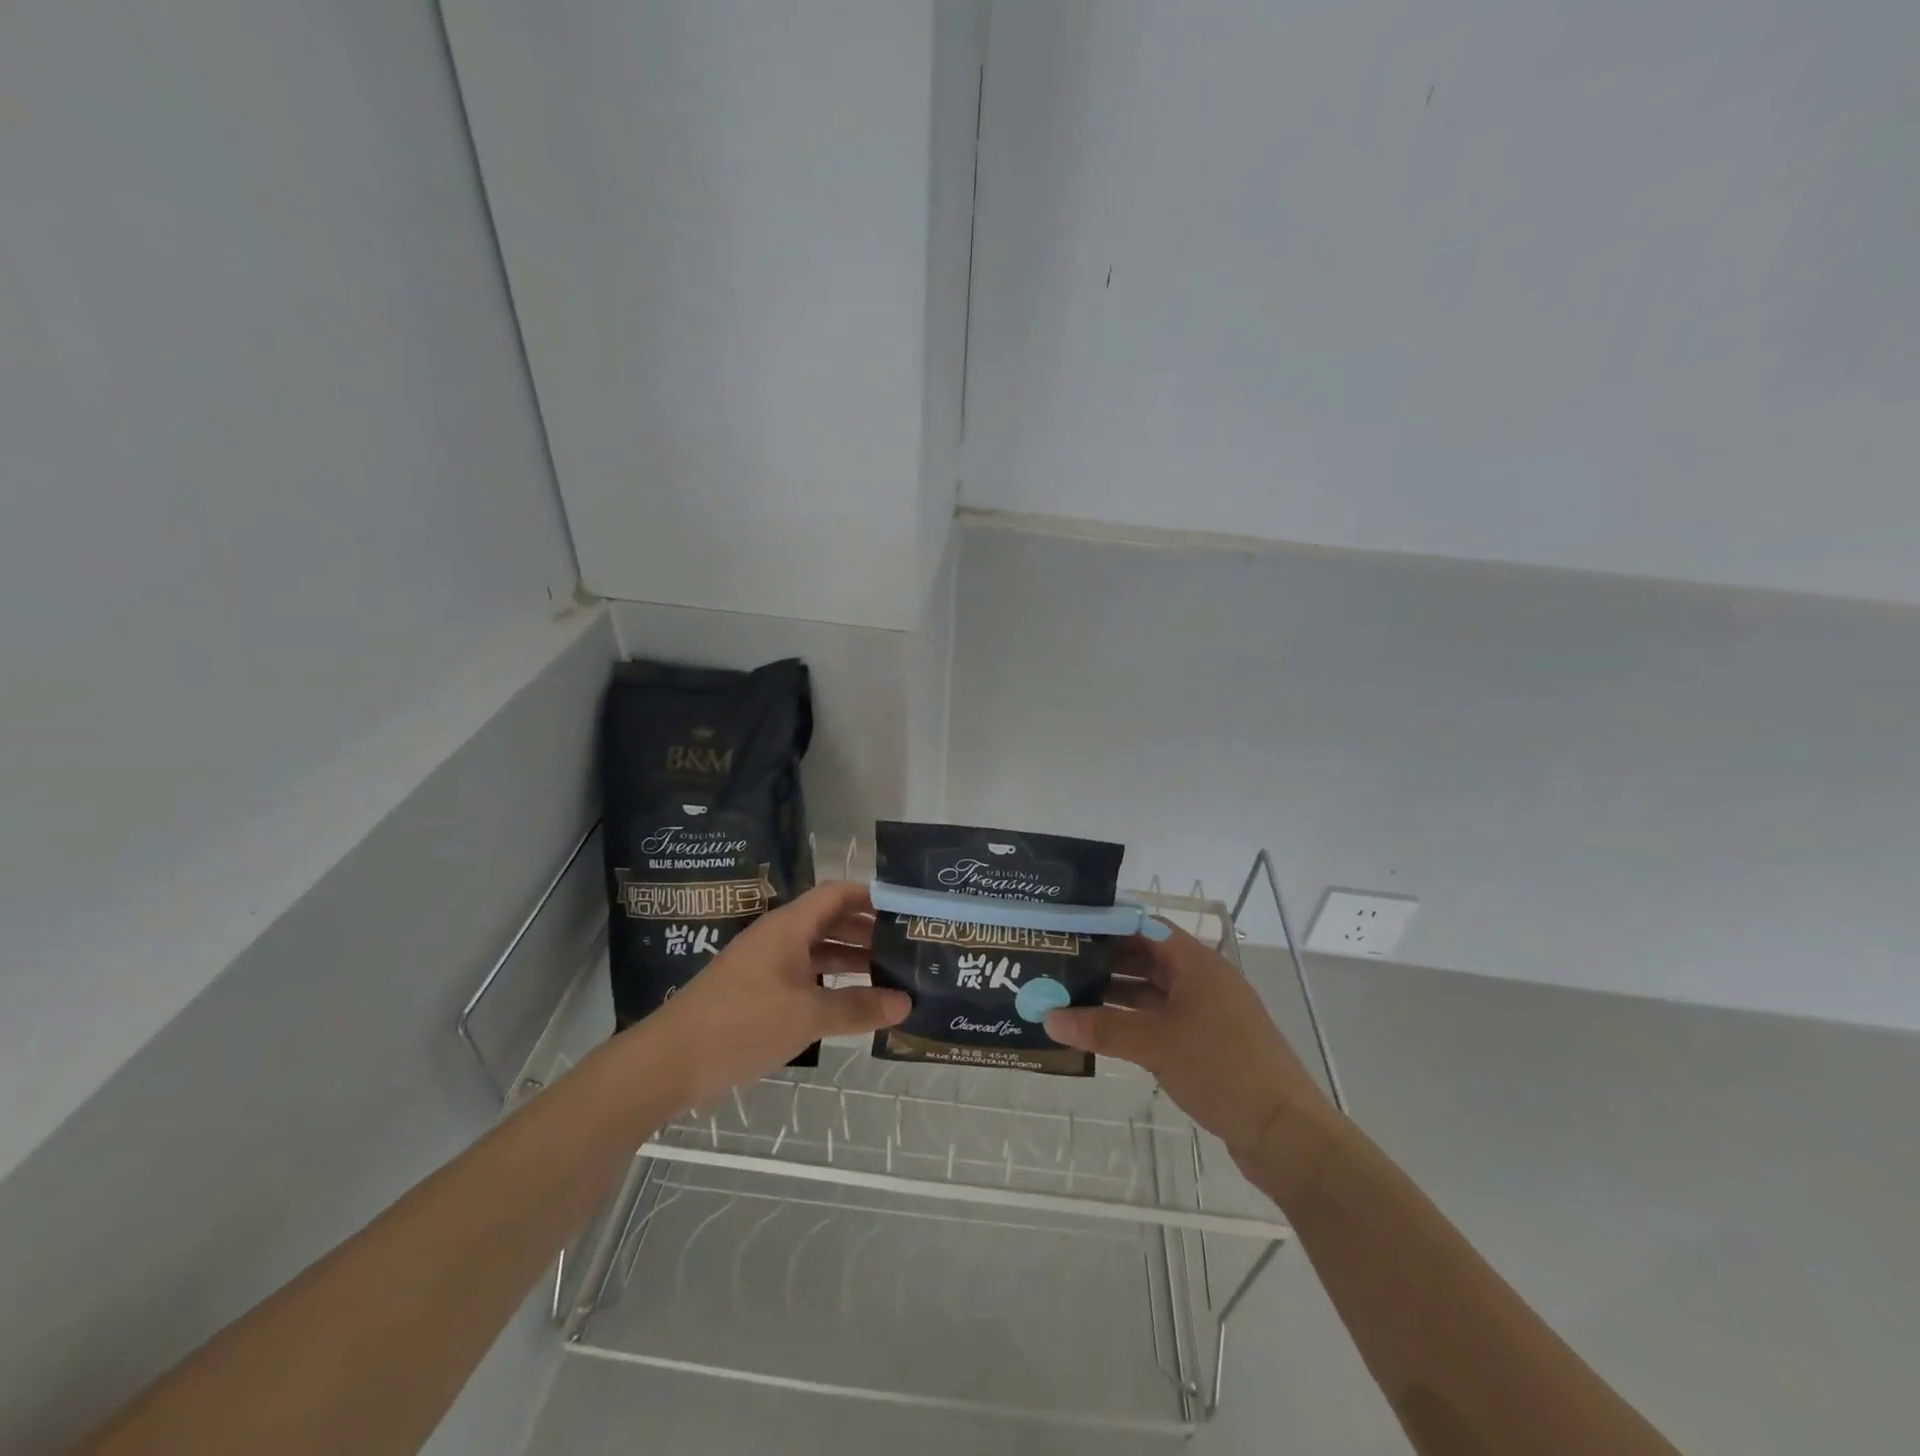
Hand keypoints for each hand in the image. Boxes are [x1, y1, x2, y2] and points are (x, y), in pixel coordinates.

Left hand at [636, 880, 908, 1107]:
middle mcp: (779, 937)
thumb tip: (905, 1003)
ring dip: (851, 959)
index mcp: (789, 926)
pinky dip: (830, 982)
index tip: (905, 909)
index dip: (871, 895)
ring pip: (818, 950)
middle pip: (830, 920)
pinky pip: (803, 975)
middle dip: (868, 931)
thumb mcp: (806, 1016)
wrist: (670, 1061)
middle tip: (907, 947)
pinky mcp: (757, 992)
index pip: (837, 893)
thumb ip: (857, 1007)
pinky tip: (852, 1002)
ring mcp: (766, 965)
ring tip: (890, 976)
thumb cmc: (742, 1023)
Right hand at [1046, 925, 1335, 1164]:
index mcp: (1196, 963)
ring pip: (1152, 991)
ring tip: (1070, 996)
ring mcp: (1206, 1012)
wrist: (1287, 1133)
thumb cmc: (1222, 1068)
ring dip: (1116, 993)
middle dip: (1104, 960)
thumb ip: (1102, 1028)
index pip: (1144, 926)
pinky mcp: (1207, 1043)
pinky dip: (1133, 1021)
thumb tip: (1049, 1018)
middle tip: (1059, 963)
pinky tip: (1102, 1031)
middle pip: (1146, 957)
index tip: (1068, 926)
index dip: (1107, 923)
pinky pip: (1161, 1019)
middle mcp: (1202, 979)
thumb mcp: (1156, 1044)